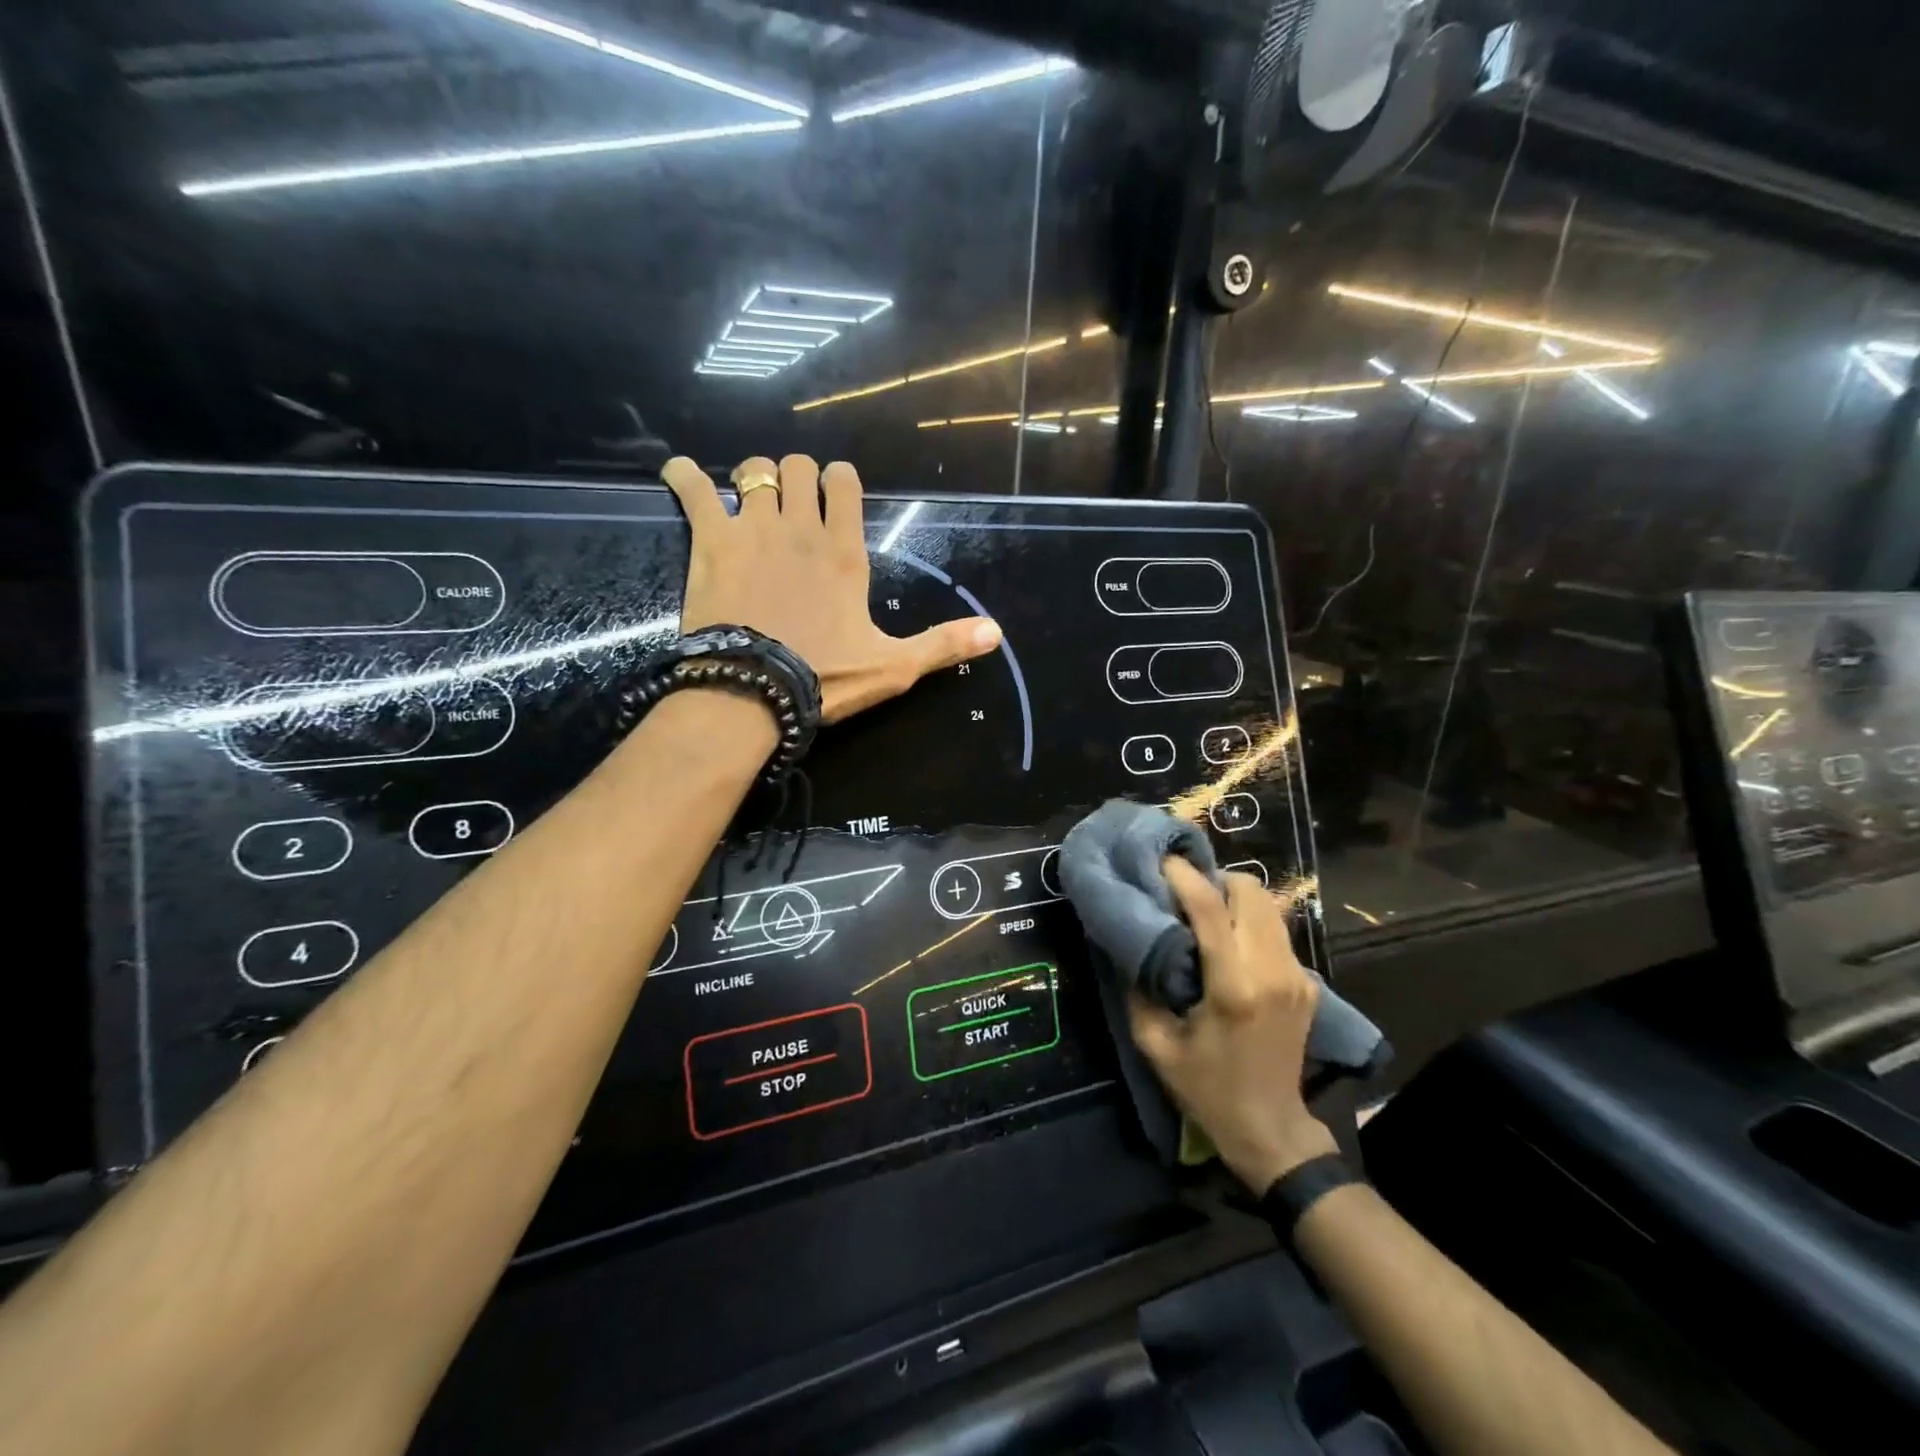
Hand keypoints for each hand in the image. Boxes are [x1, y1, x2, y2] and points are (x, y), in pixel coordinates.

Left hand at [660, 454, 1001, 721]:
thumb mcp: (894, 666)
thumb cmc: (825, 678)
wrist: (754, 690)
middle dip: (793, 477)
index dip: (837, 481)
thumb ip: (944, 644)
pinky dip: (682, 478)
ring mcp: (752, 528)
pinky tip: (678, 477)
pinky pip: (691, 488)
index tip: (831, 496)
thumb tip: (997, 633)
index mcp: (844, 551)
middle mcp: (800, 526)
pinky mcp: (710, 540)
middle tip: (787, 506)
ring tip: (745, 499)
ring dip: (750, 478)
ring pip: (753, 470)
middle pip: (796, 467)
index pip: (844, 483)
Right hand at [1129, 860, 1338, 1192]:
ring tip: (1203, 908)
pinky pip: (1276, 930)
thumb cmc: (1206, 1088)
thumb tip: (1127, 940)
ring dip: (1234, 896)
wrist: (1270, 1129)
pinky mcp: (1307, 982)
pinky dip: (1249, 919)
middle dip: (1214, 879)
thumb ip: (1138, 987)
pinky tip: (1227, 938)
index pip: (1210, 909)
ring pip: (1269, 904)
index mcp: (1233, 987)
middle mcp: (1272, 971)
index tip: (1159, 862)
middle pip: (1251, 891)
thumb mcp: (1155, 1043)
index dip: (1183, 876)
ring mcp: (1297, 975)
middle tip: (1183, 890)